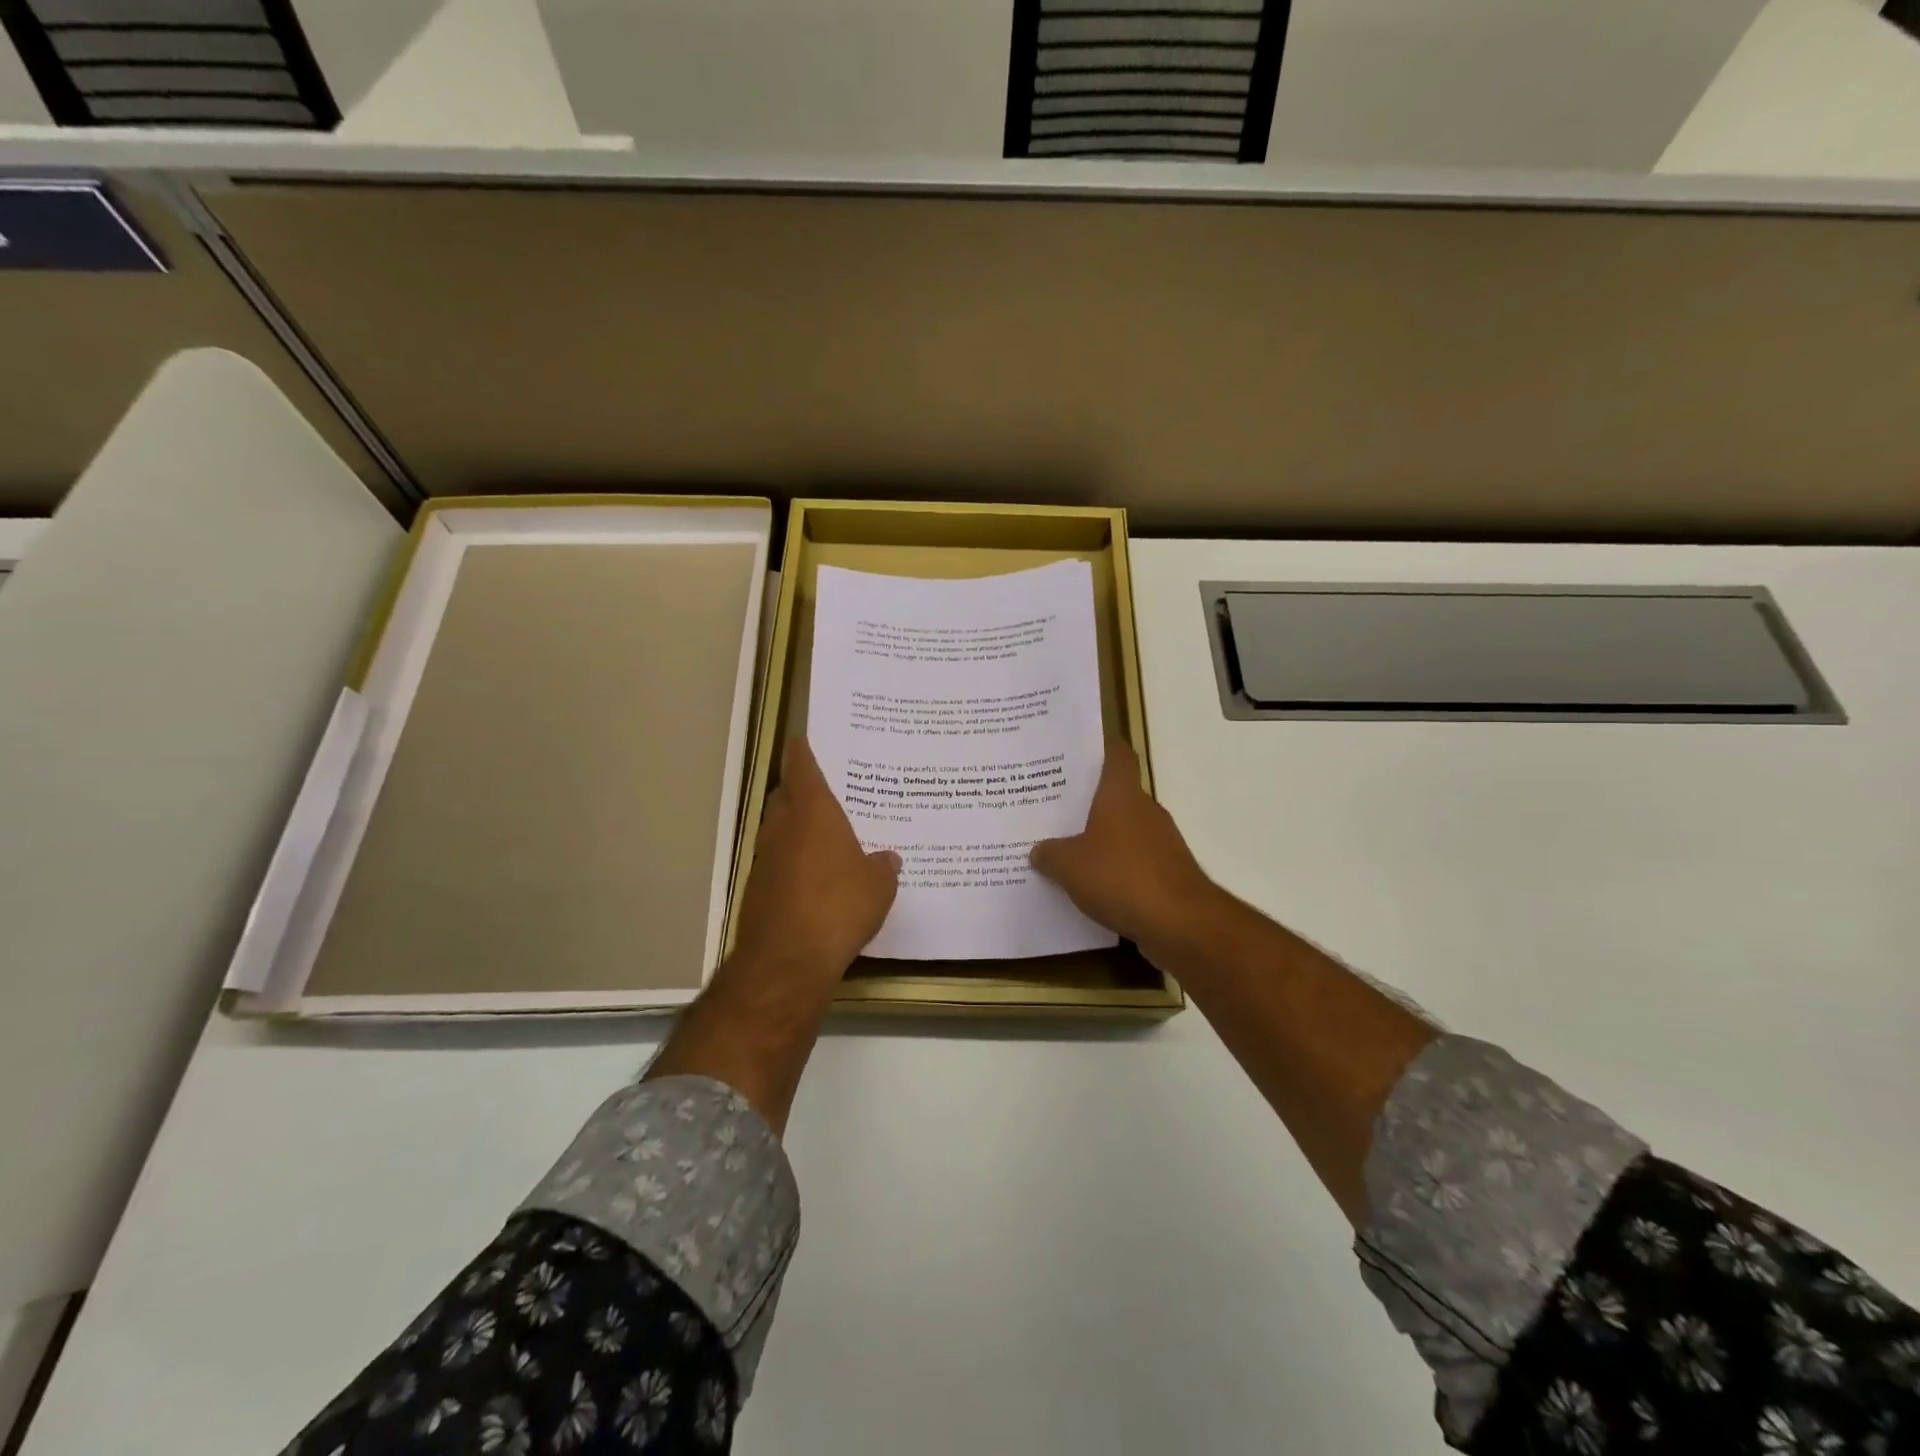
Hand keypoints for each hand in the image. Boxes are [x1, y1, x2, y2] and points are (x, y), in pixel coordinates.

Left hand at [726, 736, 900, 992]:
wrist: (787, 959)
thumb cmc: (839, 906)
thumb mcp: (878, 886)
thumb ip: (883, 866)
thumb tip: (888, 858)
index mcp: (813, 812)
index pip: (802, 767)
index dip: (803, 752)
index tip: (805, 739)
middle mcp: (783, 827)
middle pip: (785, 795)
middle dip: (800, 790)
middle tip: (827, 791)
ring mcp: (765, 858)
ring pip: (778, 829)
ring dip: (795, 827)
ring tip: (825, 836)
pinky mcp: (757, 889)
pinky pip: (776, 862)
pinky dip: (791, 861)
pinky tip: (813, 878)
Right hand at [1030, 742, 1225, 965]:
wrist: (1180, 924)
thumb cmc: (1121, 878)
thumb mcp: (1068, 866)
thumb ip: (1049, 854)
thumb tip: (1038, 850)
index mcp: (1121, 794)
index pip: (1116, 755)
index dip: (1098, 749)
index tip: (1073, 754)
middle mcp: (1144, 810)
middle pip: (1114, 795)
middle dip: (1085, 802)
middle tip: (1050, 808)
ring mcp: (1160, 842)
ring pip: (1123, 830)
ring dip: (1099, 839)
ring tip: (1062, 849)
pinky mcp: (1167, 873)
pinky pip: (1132, 861)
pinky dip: (1113, 869)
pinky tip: (1088, 885)